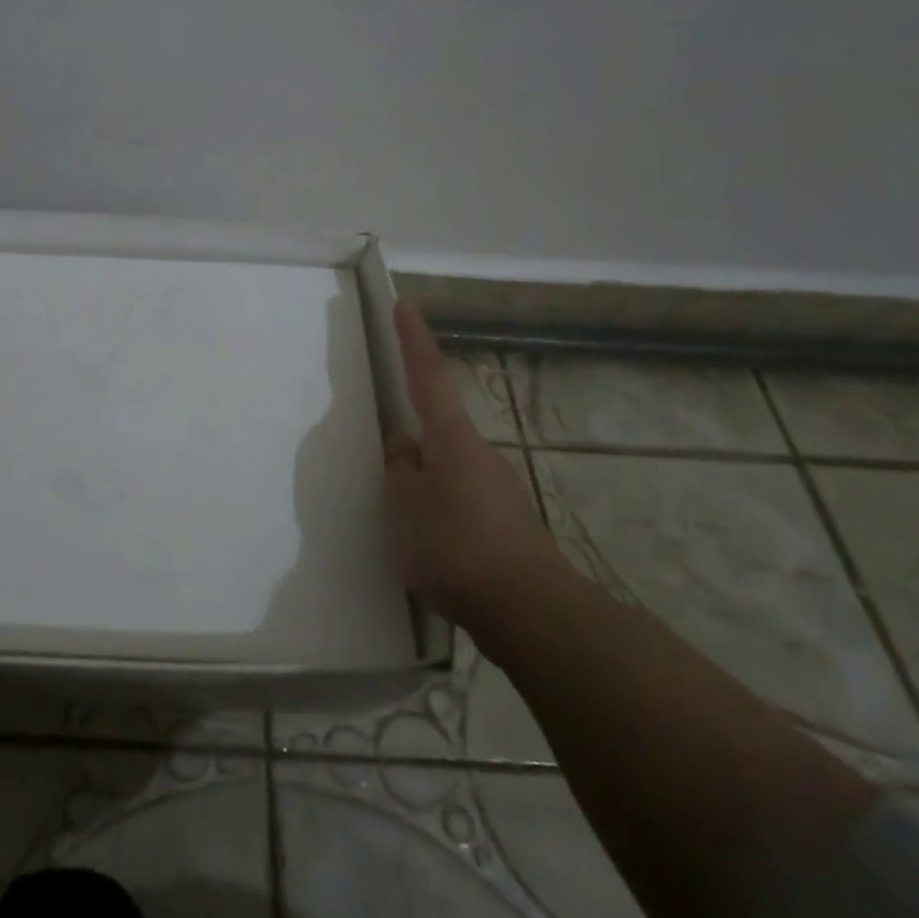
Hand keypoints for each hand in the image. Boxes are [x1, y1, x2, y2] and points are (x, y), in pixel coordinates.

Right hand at [385, 300, 560, 631]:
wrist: (530, 612)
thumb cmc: (455, 545)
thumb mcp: (405, 504)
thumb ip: (400, 468)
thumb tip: (406, 446)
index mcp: (451, 439)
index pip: (428, 377)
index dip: (414, 341)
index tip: (406, 305)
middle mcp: (479, 455)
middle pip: (440, 430)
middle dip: (415, 440)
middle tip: (388, 468)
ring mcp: (497, 490)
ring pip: (449, 471)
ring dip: (425, 485)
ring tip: (404, 524)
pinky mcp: (505, 526)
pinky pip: (460, 503)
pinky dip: (440, 513)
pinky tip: (430, 548)